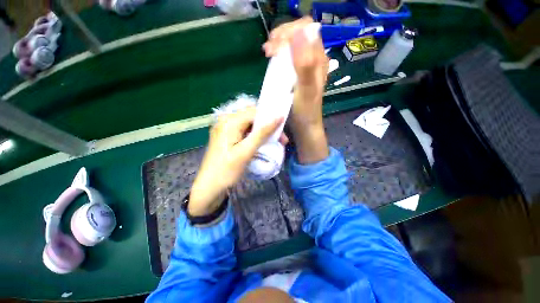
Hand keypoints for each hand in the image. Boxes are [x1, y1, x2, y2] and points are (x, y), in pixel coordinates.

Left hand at [189, 107, 286, 215]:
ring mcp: (225, 128)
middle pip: (252, 117)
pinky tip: (262, 143)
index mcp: (230, 121)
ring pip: (250, 124)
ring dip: (263, 132)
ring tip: (275, 142)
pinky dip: (255, 136)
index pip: (255, 112)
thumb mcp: (246, 151)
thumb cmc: (227, 171)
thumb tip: (279, 116)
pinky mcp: (227, 136)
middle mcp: (226, 120)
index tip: (282, 132)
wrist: (209, 187)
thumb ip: (262, 133)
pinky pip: (244, 131)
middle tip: (281, 139)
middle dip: (268, 126)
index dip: (270, 119)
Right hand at [263, 17, 328, 163]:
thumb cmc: (305, 111)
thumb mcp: (305, 90)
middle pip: (299, 34)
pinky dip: (279, 54)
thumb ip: (305, 65)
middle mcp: (314, 59)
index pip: (306, 29)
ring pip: (293, 44)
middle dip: (282, 36)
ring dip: (279, 44)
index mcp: (319, 59)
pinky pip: (289, 56)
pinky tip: (272, 58)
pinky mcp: (298, 73)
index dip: (289, 31)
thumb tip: (299, 33)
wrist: (305, 125)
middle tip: (268, 49)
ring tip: (268, 52)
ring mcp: (306, 65)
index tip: (274, 45)